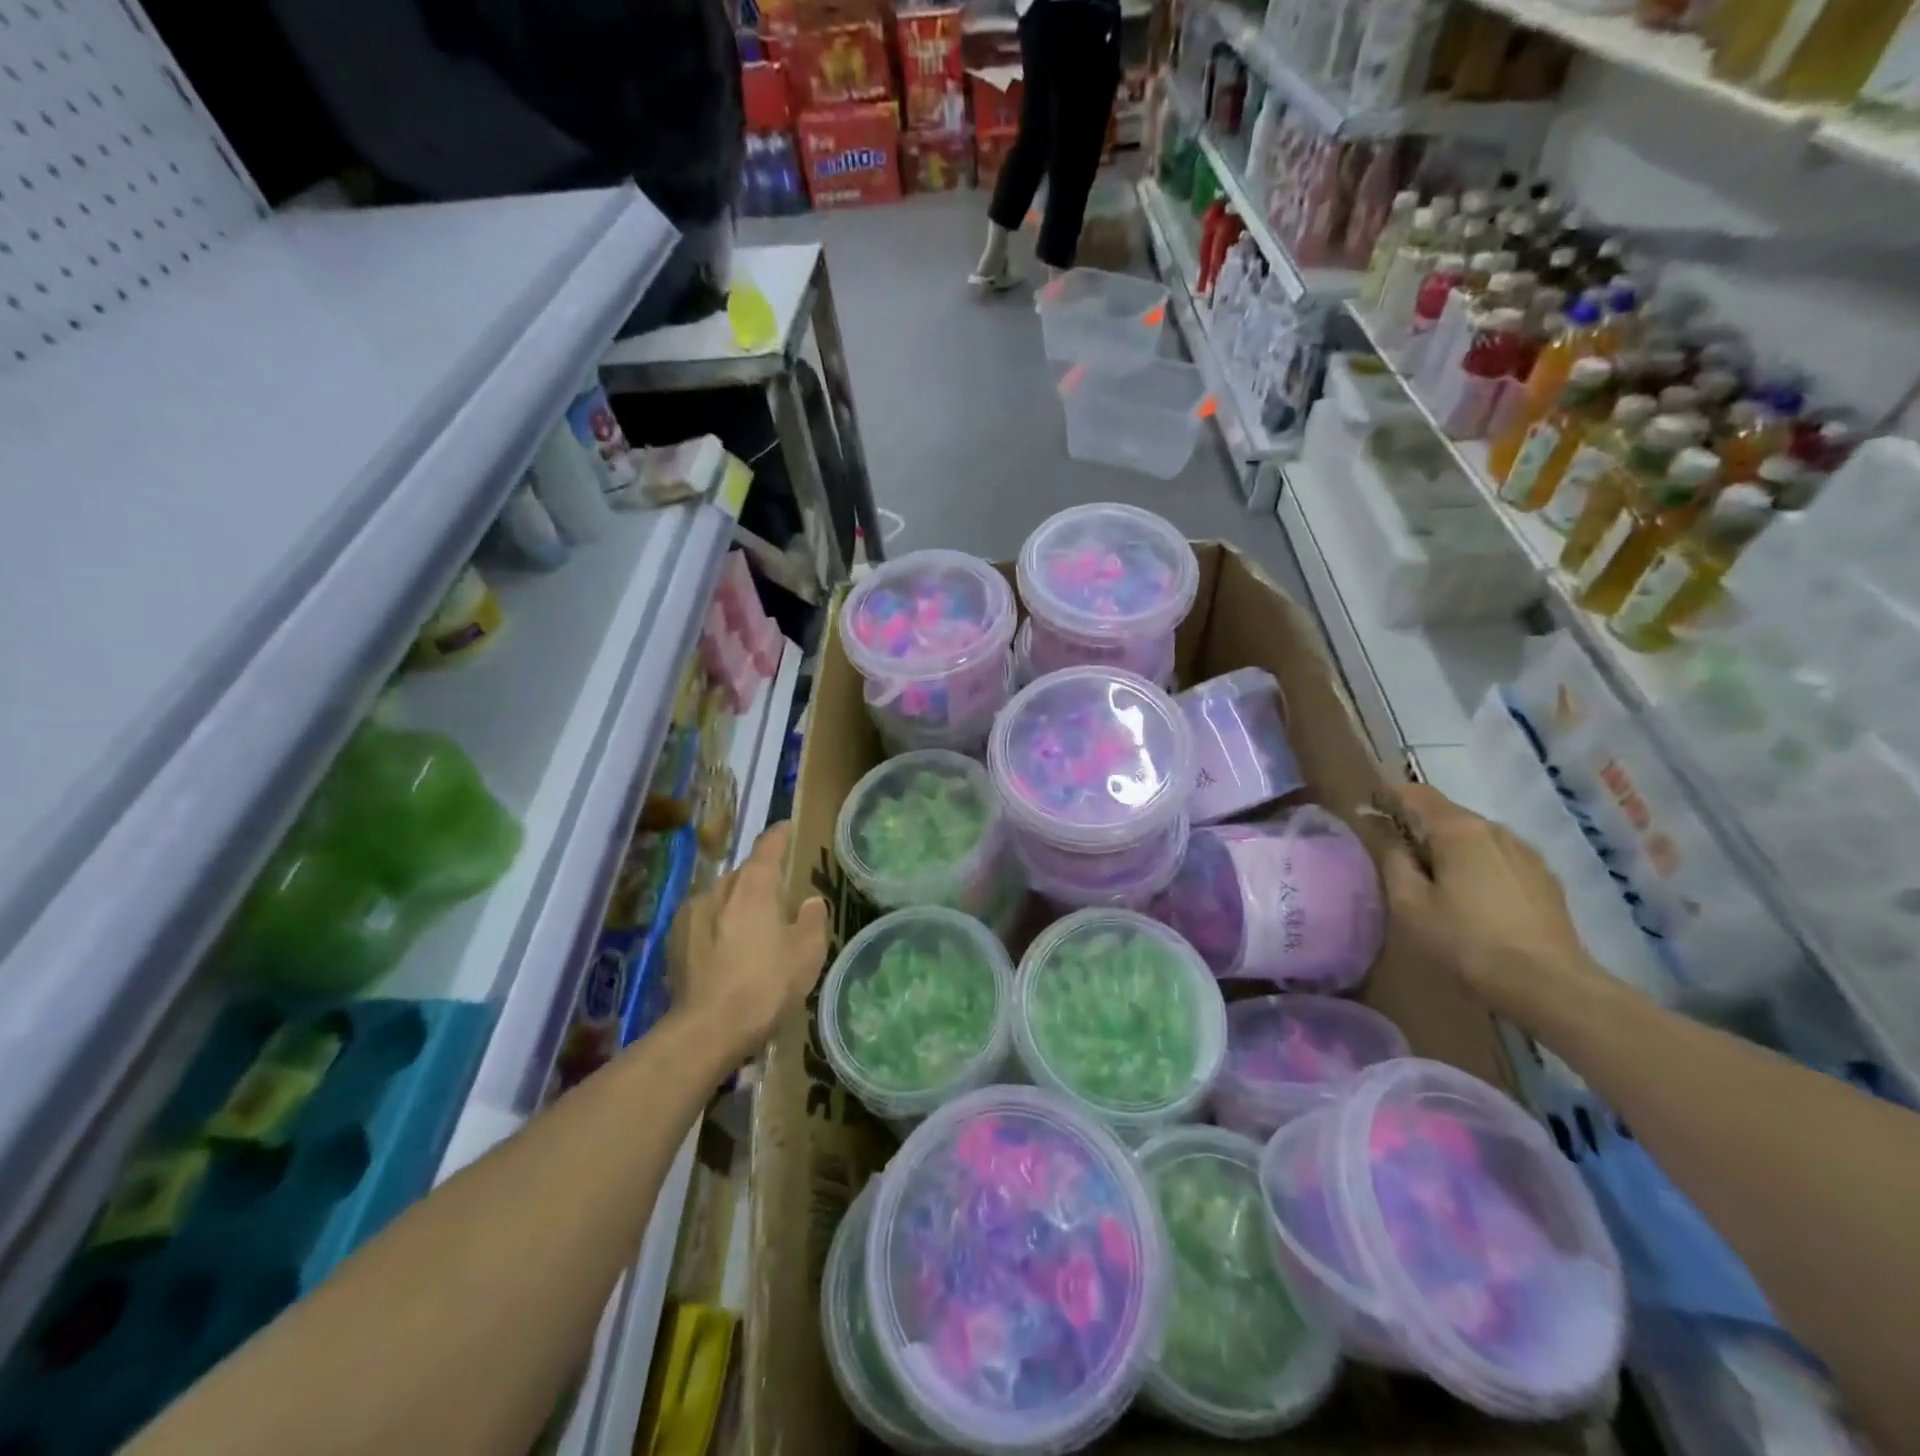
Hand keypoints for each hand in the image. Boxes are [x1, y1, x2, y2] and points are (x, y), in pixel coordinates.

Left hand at [668, 822, 829, 1057]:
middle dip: (760, 879)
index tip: (786, 828)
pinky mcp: (673, 941)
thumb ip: (813, 920)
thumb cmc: (765, 986)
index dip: (779, 835)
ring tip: (750, 931)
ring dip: (736, 905)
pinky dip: (716, 927)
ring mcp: (690, 914)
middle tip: (778, 898)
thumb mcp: (807, 954)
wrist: (706, 1030)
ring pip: (720, 898)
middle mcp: (718, 890)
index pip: (768, 846)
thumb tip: (811, 902)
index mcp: (753, 886)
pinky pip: (702, 921)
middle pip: (743, 873)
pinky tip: (725, 952)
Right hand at [1380, 784, 1603, 1019]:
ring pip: (1475, 837)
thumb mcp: (1409, 904)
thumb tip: (1389, 837)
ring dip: (1450, 847)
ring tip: (1435, 880)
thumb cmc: (1466, 941)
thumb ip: (1393, 861)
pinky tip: (1472, 897)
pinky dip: (1477, 865)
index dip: (1389, 797)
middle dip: (1419, 826)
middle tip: (1397, 855)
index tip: (1369, 812)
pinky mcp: (1544, 878)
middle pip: (1448, 814)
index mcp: (1459, 830)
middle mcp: (1495, 829)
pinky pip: (1498, 857)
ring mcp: (1526, 853)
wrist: (1548, 984)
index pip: (1417, 794)